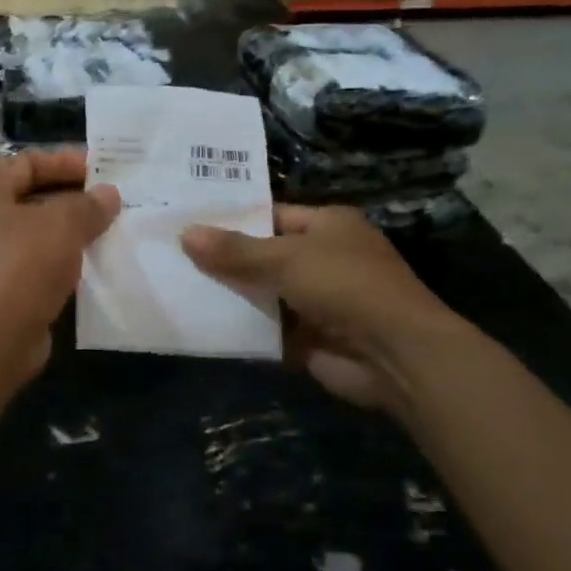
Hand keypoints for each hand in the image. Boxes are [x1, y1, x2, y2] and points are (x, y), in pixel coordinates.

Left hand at [0, 150, 120, 376]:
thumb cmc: (24, 263)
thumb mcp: (64, 223)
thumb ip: (89, 204)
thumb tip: (109, 195)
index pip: (27, 163)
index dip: (64, 161)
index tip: (101, 169)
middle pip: (31, 196)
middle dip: (72, 197)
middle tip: (110, 198)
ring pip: (36, 232)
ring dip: (70, 230)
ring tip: (109, 228)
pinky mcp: (1, 288)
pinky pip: (37, 263)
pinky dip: (63, 259)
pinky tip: (93, 262)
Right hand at [181, 205, 471, 411]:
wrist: (397, 355)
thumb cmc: (345, 285)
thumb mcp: (285, 259)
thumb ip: (235, 250)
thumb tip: (185, 234)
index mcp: (328, 225)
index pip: (271, 215)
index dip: (233, 219)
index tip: (189, 222)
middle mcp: (325, 258)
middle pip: (264, 255)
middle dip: (226, 259)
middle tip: (173, 255)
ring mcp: (319, 300)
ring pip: (264, 293)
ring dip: (232, 295)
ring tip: (178, 287)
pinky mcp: (312, 338)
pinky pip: (269, 329)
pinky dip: (244, 329)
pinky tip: (203, 324)